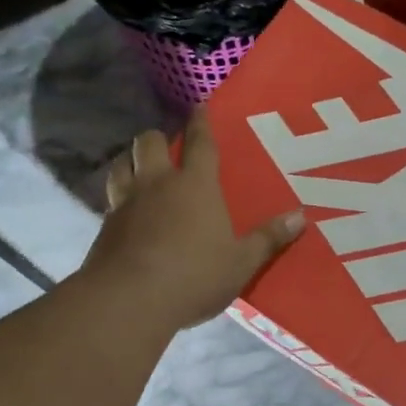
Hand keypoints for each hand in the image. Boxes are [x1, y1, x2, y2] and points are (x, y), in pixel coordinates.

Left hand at [84, 109, 305, 330]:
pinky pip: (110, 199)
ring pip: (121, 164)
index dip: (201, 123)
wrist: (129, 299)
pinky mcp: (104, 226)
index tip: (199, 106)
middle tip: (166, 148)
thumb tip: (301, 217)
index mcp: (195, 185)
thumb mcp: (240, 263)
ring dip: (129, 161)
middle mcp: (157, 184)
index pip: (200, 143)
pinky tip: (125, 212)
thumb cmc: (193, 276)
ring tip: (138, 170)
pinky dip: (118, 197)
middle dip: (158, 138)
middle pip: (149, 142)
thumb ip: (268, 239)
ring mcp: (126, 202)